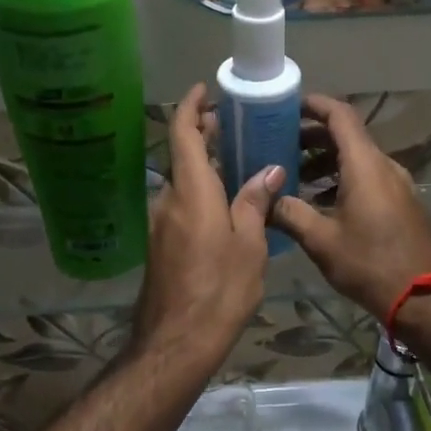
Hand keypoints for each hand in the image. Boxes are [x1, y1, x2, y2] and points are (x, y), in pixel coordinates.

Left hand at [129, 85, 281, 367]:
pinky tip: (227, 204)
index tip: (204, 90)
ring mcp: (161, 223)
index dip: (190, 107)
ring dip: (205, 166)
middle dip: (204, 135)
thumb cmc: (220, 289)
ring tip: (240, 163)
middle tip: (235, 126)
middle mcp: (169, 199)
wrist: (177, 340)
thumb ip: (254, 202)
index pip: (182, 133)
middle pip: (182, 155)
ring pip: (183, 181)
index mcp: (191, 191)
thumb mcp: (248, 244)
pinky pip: (182, 204)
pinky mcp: (161, 244)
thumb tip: (269, 171)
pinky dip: (201, 192)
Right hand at [271, 94, 430, 316]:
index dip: (314, 105)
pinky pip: (369, 178)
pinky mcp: (402, 203)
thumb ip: (289, 213)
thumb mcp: (320, 240)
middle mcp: (384, 166)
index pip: (340, 116)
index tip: (287, 107)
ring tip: (295, 178)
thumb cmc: (368, 264)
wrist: (422, 297)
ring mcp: (397, 184)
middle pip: (348, 136)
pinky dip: (343, 179)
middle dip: (313, 137)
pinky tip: (321, 202)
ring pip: (358, 159)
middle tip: (280, 146)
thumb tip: (263, 200)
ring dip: (326, 161)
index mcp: (365, 166)